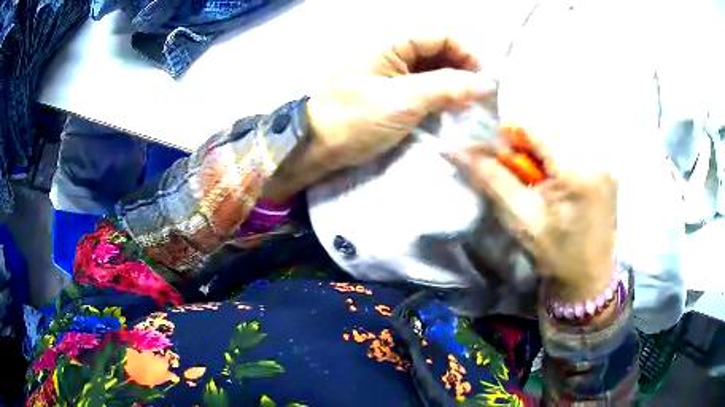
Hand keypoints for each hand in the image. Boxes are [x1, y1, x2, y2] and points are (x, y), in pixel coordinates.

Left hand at [263, 37, 494, 203]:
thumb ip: (446, 88)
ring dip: (454, 85)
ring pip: (433, 68)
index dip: (468, 54)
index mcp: (390, 42)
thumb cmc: (353, 119)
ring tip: (471, 107)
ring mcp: (390, 70)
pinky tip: (452, 110)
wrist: (315, 146)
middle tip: (482, 98)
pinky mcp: (390, 89)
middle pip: (439, 51)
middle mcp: (392, 50)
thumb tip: (486, 84)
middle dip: (464, 71)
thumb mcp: (402, 101)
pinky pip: (423, 84)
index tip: (487, 81)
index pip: (441, 36)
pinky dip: (440, 95)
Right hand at [446, 129, 618, 301]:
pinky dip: (556, 157)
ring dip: (540, 152)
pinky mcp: (608, 166)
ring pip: (560, 136)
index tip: (497, 157)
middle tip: (517, 175)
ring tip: (538, 181)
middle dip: (524, 146)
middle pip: (547, 128)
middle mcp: (597, 155)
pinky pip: (574, 147)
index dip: (507, 136)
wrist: (589, 278)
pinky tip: (555, 181)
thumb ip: (492, 178)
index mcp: (577, 170)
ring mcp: (606, 160)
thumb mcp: (521, 217)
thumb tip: (458, 149)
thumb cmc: (556, 254)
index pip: (533, 126)